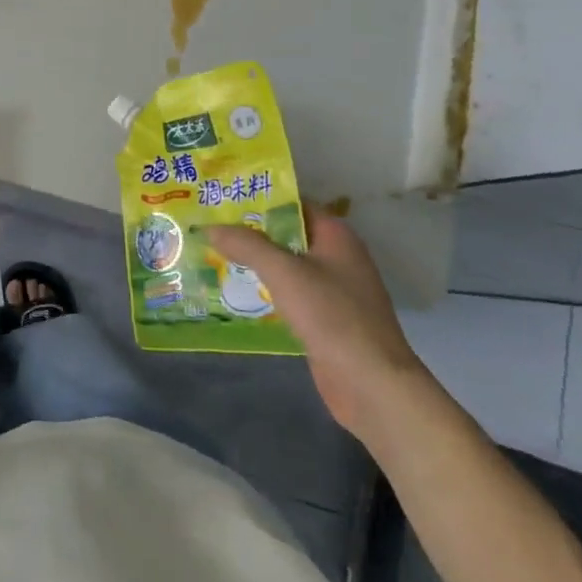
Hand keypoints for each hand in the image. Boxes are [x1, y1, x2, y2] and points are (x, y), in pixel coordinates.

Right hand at [208, 211, 428, 439]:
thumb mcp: (283, 272)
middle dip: (253, 231)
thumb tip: (211, 227)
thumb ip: (247, 245)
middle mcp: (338, 257)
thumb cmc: (331, 315)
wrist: (371, 383)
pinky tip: (239, 290)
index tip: (225, 198)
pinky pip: (291, 293)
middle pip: (289, 234)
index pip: (295, 204)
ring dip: (257, 261)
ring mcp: (335, 290)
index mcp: (337, 236)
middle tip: (211, 225)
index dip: (261, 198)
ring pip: (288, 265)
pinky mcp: (327, 319)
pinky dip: (267, 289)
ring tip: (215, 253)